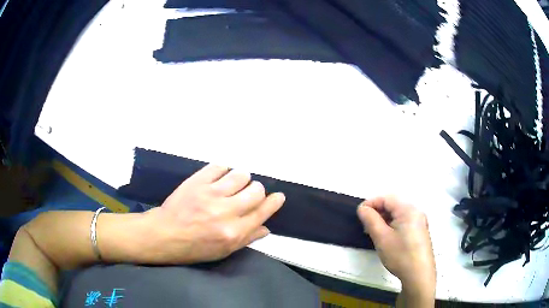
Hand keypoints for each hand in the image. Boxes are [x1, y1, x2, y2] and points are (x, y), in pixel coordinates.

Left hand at [142, 164, 284, 263]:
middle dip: (256, 190)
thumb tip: (266, 228)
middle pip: (255, 190)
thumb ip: (247, 238)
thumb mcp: (223, 251)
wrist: (165, 234)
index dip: (274, 202)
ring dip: (241, 179)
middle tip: (248, 194)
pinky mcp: (197, 181)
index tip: (278, 196)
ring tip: (232, 185)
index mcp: (234, 232)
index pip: (262, 212)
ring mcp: (210, 194)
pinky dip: (223, 170)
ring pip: (240, 175)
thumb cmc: (194, 247)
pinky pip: (219, 166)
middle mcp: (225, 211)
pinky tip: (219, 177)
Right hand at [357, 197, 434, 300]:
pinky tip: (387, 238)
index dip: (371, 203)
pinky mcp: (420, 232)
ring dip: (384, 220)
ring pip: (398, 214)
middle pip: (393, 205)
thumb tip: (363, 208)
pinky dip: (393, 226)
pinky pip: (404, 222)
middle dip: (378, 212)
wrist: (419, 275)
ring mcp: (420, 222)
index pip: (386, 198)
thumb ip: (370, 220)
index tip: (359, 214)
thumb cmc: (400, 255)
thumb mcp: (382, 237)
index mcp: (408, 209)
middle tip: (365, 225)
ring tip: (374, 232)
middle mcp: (416, 212)